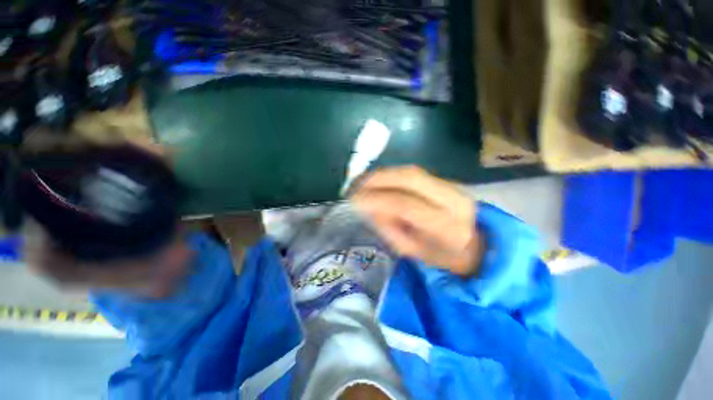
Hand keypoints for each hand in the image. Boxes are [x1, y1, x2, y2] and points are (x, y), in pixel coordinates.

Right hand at [350, 166, 482, 275]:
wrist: (475, 246)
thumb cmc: (443, 257)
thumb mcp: (413, 251)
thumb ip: (390, 229)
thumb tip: (368, 207)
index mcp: (448, 226)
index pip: (407, 205)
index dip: (378, 200)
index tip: (354, 200)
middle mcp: (454, 199)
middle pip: (410, 178)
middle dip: (378, 178)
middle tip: (355, 185)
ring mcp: (452, 186)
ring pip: (411, 171)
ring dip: (383, 174)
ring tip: (362, 181)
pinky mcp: (445, 181)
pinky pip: (413, 173)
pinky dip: (392, 175)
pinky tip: (377, 180)